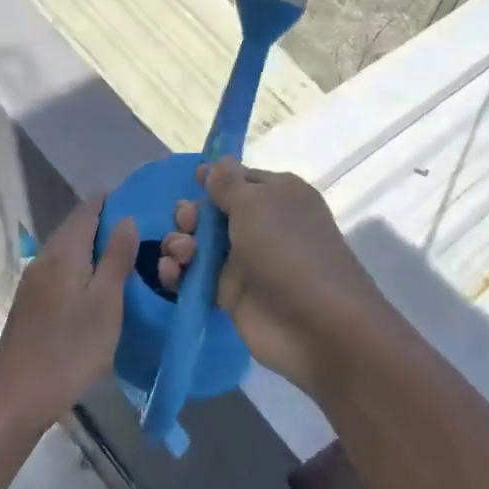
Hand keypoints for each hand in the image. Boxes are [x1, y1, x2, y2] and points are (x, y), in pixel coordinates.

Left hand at [0, 200, 137, 431]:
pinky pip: (62, 271)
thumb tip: (126, 219)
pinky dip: (83, 268)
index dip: (111, 200)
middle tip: (142, 231)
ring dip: (95, 248)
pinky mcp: (32, 303)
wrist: (16, 396)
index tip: (139, 199)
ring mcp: (34, 282)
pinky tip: (99, 285)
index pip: (87, 210)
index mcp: (63, 253)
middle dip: (105, 223)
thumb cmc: (69, 349)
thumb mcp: (105, 304)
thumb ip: (117, 259)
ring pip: (68, 251)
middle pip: (75, 228)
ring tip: (127, 256)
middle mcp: (44, 259)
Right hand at [157, 159, 384, 395]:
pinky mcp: (229, 294)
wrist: (316, 326)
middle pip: (211, 211)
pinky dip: (177, 273)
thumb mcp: (256, 204)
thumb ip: (228, 183)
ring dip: (179, 243)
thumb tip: (216, 162)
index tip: (194, 181)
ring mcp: (244, 261)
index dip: (213, 180)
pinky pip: (194, 276)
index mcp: (276, 195)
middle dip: (190, 214)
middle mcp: (260, 224)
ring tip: (182, 255)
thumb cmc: (287, 251)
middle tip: (187, 224)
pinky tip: (171, 274)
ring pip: (198, 244)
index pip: (237, 178)